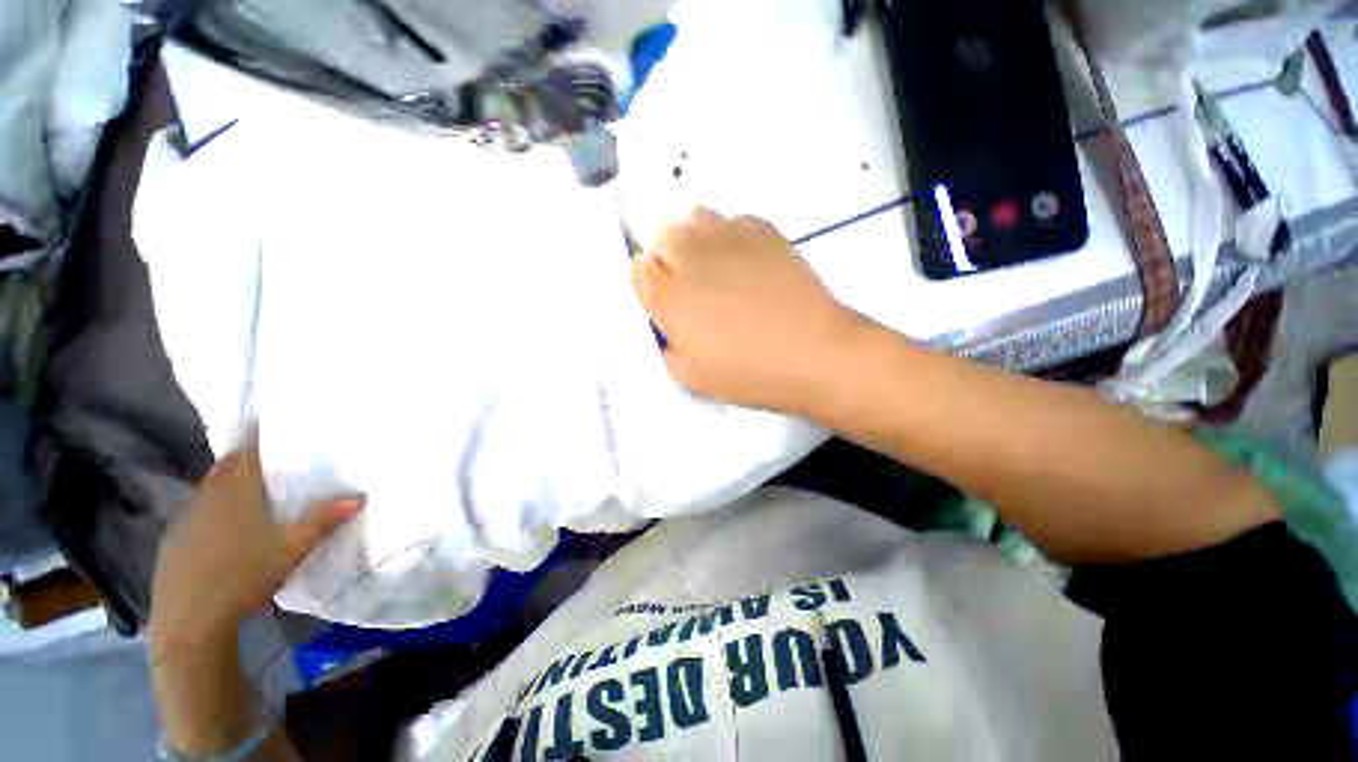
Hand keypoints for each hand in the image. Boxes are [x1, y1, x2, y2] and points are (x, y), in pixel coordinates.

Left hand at [151, 432, 362, 648]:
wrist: (190, 621)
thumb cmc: (244, 575)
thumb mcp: (291, 548)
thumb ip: (322, 520)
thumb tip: (359, 497)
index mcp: (236, 492)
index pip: (246, 453)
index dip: (255, 436)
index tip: (265, 421)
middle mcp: (206, 498)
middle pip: (225, 468)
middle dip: (243, 459)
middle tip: (267, 460)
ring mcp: (185, 520)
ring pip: (208, 492)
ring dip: (226, 487)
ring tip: (249, 496)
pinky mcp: (173, 543)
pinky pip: (196, 516)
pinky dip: (211, 513)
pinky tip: (222, 534)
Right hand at [633, 209, 864, 413]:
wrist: (814, 353)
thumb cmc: (752, 373)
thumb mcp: (696, 380)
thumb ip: (670, 354)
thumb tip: (669, 335)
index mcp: (672, 300)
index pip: (640, 270)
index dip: (649, 280)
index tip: (662, 293)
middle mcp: (693, 262)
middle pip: (664, 236)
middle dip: (667, 254)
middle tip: (687, 278)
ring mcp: (730, 242)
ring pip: (695, 217)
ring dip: (695, 237)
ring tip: (711, 261)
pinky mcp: (764, 233)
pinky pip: (734, 219)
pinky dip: (730, 234)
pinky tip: (743, 257)